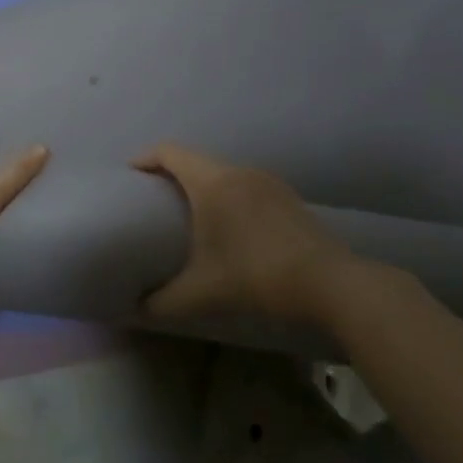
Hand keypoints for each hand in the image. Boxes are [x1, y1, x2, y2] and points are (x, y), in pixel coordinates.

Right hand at [132, 144, 375, 326]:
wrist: (333, 285)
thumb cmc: (257, 277)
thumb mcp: (201, 294)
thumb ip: (161, 302)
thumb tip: (133, 310)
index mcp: (212, 183)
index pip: (168, 152)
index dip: (144, 158)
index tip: (129, 175)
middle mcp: (238, 171)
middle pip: (194, 158)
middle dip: (169, 172)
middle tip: (153, 197)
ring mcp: (267, 181)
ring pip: (221, 170)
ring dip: (200, 183)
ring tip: (189, 211)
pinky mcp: (287, 197)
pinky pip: (244, 183)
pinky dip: (226, 193)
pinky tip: (230, 224)